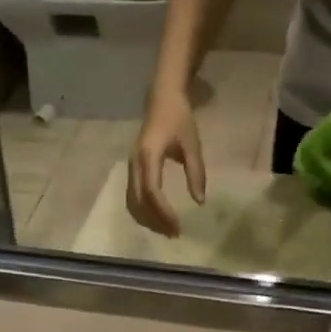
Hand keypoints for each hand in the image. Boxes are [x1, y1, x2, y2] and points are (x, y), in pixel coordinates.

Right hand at [127, 87, 204, 237]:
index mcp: (149, 155)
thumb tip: (199, 201)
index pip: (152, 192)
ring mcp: (130, 167)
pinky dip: (144, 211)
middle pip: (139, 202)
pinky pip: (133, 196)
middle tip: (174, 234)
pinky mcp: (132, 169)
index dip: (163, 212)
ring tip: (166, 229)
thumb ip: (196, 173)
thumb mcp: (192, 144)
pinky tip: (157, 217)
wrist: (162, 97)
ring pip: (133, 202)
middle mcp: (134, 164)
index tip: (177, 226)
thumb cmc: (179, 118)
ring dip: (148, 219)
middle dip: (155, 220)